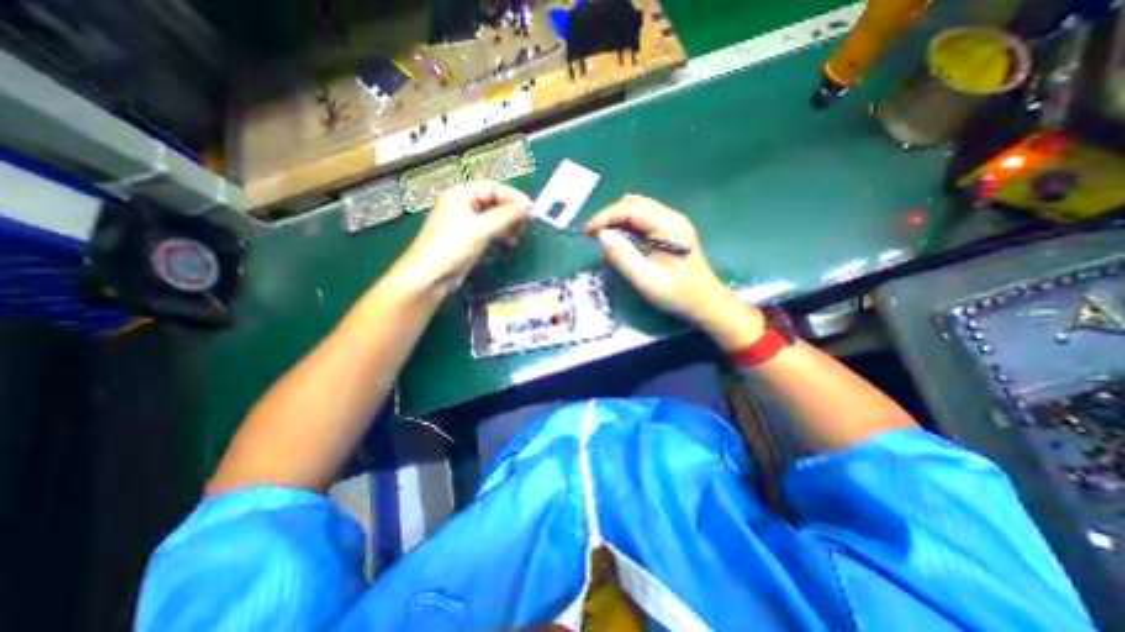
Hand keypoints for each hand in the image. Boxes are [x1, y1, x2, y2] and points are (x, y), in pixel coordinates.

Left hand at [392, 177, 533, 293]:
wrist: (430, 275)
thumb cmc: (452, 246)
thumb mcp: (480, 229)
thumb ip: (505, 216)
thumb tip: (530, 208)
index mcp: (461, 194)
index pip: (493, 187)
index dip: (514, 197)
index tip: (531, 210)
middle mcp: (463, 204)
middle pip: (494, 201)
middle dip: (511, 211)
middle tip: (526, 224)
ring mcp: (466, 221)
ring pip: (493, 216)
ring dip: (507, 224)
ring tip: (518, 236)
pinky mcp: (469, 237)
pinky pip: (489, 229)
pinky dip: (501, 233)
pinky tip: (509, 242)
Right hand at [581, 192, 764, 350]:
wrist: (706, 303)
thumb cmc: (676, 294)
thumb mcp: (645, 280)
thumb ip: (622, 256)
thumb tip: (602, 235)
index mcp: (668, 226)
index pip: (630, 209)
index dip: (605, 217)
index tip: (586, 231)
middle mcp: (672, 217)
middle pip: (634, 203)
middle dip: (609, 215)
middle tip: (592, 234)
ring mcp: (673, 223)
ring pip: (639, 208)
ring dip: (617, 218)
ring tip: (601, 235)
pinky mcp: (671, 231)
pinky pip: (645, 218)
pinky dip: (627, 224)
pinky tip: (619, 237)